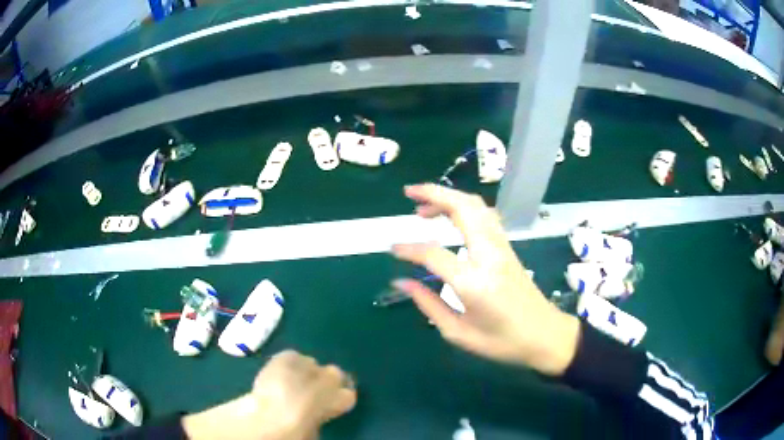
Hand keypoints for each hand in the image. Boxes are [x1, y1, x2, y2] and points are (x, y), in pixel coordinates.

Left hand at [182, 350, 355, 439]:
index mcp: (335, 401)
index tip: (330, 404)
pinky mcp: (284, 357)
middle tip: (310, 392)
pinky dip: (289, 364)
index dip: (339, 398)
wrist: (263, 421)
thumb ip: (320, 419)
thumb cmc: (292, 433)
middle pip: (335, 373)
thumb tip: (317, 413)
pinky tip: (278, 373)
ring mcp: (304, 365)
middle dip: (325, 381)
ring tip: (291, 383)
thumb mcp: (311, 433)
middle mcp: (325, 378)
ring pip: (312, 363)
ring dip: (306, 372)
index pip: (349, 393)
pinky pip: (293, 357)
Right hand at [391, 184, 580, 375]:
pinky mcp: (508, 248)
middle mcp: (489, 255)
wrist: (546, 335)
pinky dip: (464, 207)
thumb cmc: (502, 342)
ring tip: (425, 206)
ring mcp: (502, 247)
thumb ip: (428, 305)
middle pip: (462, 208)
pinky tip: (451, 217)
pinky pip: (485, 216)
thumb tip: (401, 283)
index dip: (409, 249)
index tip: (392, 249)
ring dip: (450, 197)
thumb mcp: (459, 333)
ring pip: (477, 206)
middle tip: (409, 193)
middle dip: (433, 194)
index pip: (433, 254)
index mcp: (474, 282)